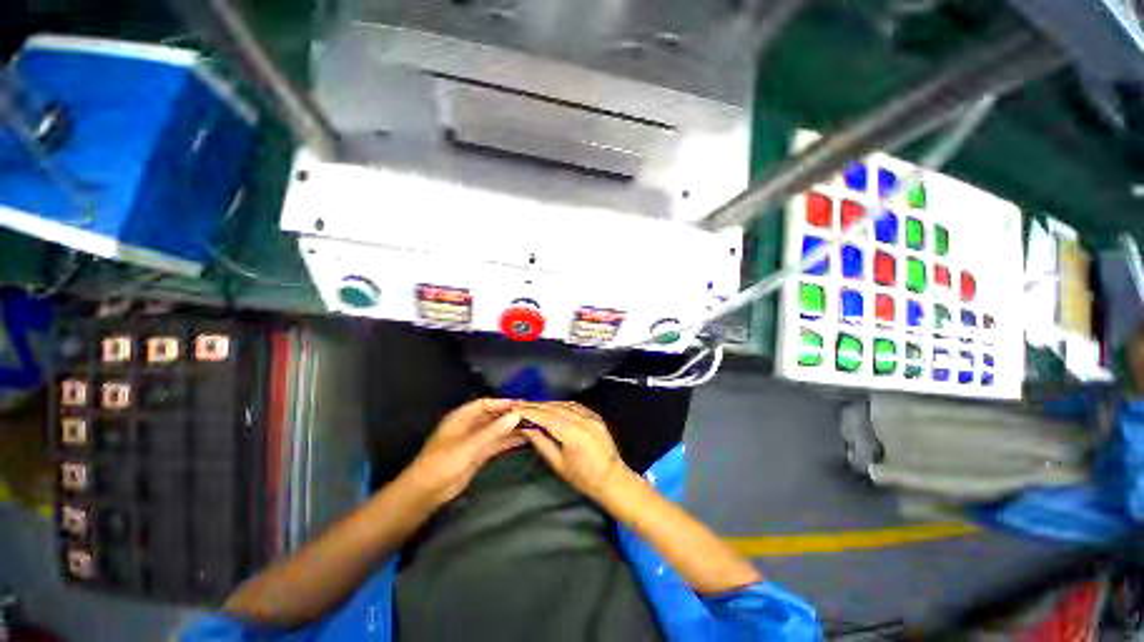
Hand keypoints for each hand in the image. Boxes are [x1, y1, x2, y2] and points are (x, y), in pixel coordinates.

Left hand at [401, 398, 523, 507]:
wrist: (426, 493)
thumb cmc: (443, 463)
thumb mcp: (469, 446)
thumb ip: (493, 431)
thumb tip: (517, 415)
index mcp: (462, 417)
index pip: (486, 404)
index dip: (503, 403)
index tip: (522, 404)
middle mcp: (470, 425)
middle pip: (493, 415)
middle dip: (510, 415)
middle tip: (532, 414)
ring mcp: (475, 440)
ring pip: (497, 429)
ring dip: (512, 428)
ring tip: (533, 425)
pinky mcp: (478, 454)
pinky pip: (497, 443)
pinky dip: (509, 440)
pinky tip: (524, 439)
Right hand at [515, 402, 629, 502]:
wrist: (612, 479)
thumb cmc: (583, 477)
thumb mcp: (558, 463)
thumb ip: (542, 442)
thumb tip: (526, 428)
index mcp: (572, 433)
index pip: (546, 417)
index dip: (529, 412)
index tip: (515, 409)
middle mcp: (582, 419)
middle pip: (554, 408)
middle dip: (536, 406)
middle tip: (520, 406)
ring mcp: (590, 415)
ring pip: (564, 404)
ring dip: (548, 404)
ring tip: (533, 406)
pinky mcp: (595, 415)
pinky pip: (574, 405)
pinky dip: (561, 405)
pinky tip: (552, 407)